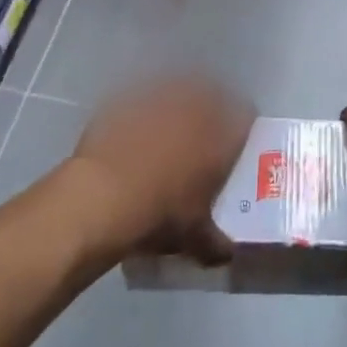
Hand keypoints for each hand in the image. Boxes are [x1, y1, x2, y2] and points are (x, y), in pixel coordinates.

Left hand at [69, 74, 252, 264]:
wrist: (101, 198)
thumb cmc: (160, 214)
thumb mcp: (195, 237)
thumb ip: (216, 242)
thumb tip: (226, 254)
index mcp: (221, 133)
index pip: (245, 116)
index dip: (242, 129)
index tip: (234, 145)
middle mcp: (196, 105)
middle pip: (212, 96)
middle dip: (209, 114)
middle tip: (200, 138)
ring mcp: (159, 96)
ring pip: (176, 92)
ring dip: (175, 108)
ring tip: (165, 133)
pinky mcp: (126, 98)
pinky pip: (141, 99)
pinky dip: (141, 113)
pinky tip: (131, 135)